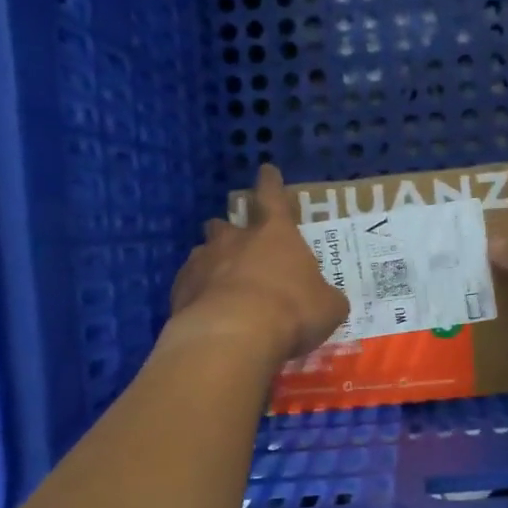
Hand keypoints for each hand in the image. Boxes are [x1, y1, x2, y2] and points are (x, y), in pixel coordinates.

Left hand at [166, 164, 348, 363]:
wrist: (233, 336)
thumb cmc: (291, 311)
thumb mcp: (327, 307)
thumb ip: (324, 297)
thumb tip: (326, 300)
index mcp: (275, 233)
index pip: (272, 196)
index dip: (271, 183)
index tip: (267, 171)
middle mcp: (235, 239)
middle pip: (226, 224)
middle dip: (230, 231)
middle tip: (237, 244)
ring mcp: (202, 261)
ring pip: (203, 252)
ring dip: (212, 262)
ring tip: (219, 283)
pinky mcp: (180, 289)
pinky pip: (189, 284)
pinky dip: (197, 293)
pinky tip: (205, 312)